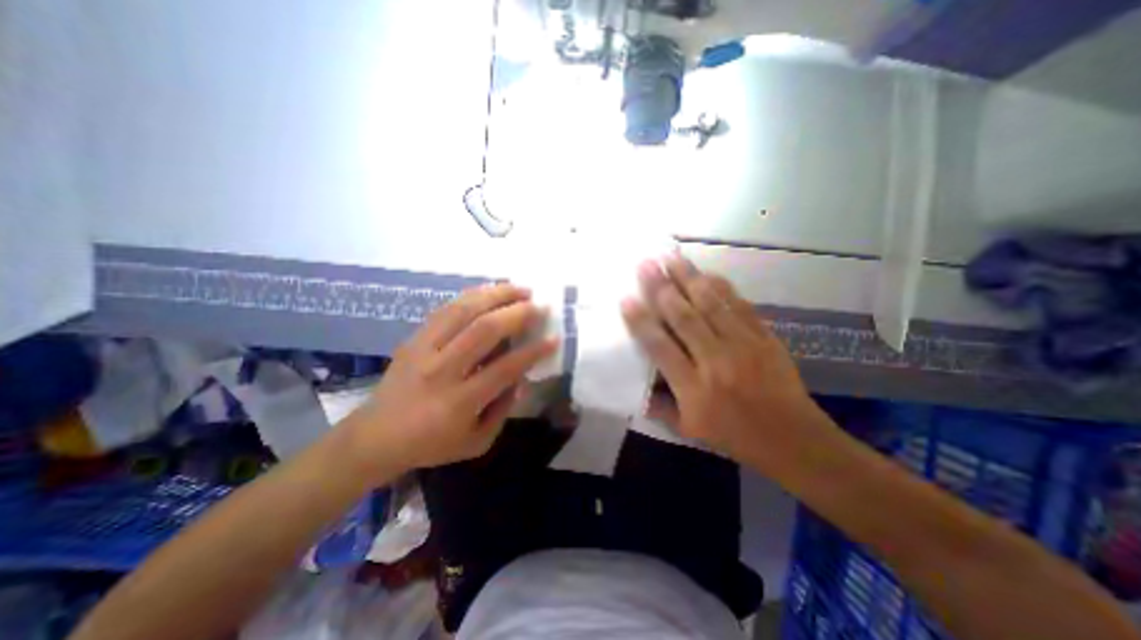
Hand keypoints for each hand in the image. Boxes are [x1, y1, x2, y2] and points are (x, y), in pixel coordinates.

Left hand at [342, 283, 557, 477]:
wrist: (375, 437)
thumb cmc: (431, 444)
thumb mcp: (476, 442)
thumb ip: (503, 410)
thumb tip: (521, 378)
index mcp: (460, 401)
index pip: (505, 368)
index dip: (534, 351)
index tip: (554, 338)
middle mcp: (442, 370)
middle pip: (484, 330)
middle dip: (518, 313)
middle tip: (539, 305)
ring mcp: (424, 349)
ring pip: (463, 311)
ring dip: (496, 295)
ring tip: (519, 288)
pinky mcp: (414, 338)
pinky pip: (446, 309)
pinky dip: (472, 296)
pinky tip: (490, 291)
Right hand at [620, 256, 826, 464]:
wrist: (792, 438)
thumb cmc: (734, 436)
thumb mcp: (689, 429)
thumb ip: (661, 407)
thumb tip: (637, 390)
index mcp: (694, 388)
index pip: (660, 347)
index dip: (641, 322)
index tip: (626, 298)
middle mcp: (715, 361)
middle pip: (684, 317)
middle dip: (661, 288)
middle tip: (645, 264)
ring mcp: (743, 345)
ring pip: (711, 304)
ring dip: (688, 278)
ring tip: (671, 257)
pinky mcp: (764, 337)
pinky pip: (740, 305)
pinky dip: (722, 287)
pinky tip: (707, 273)